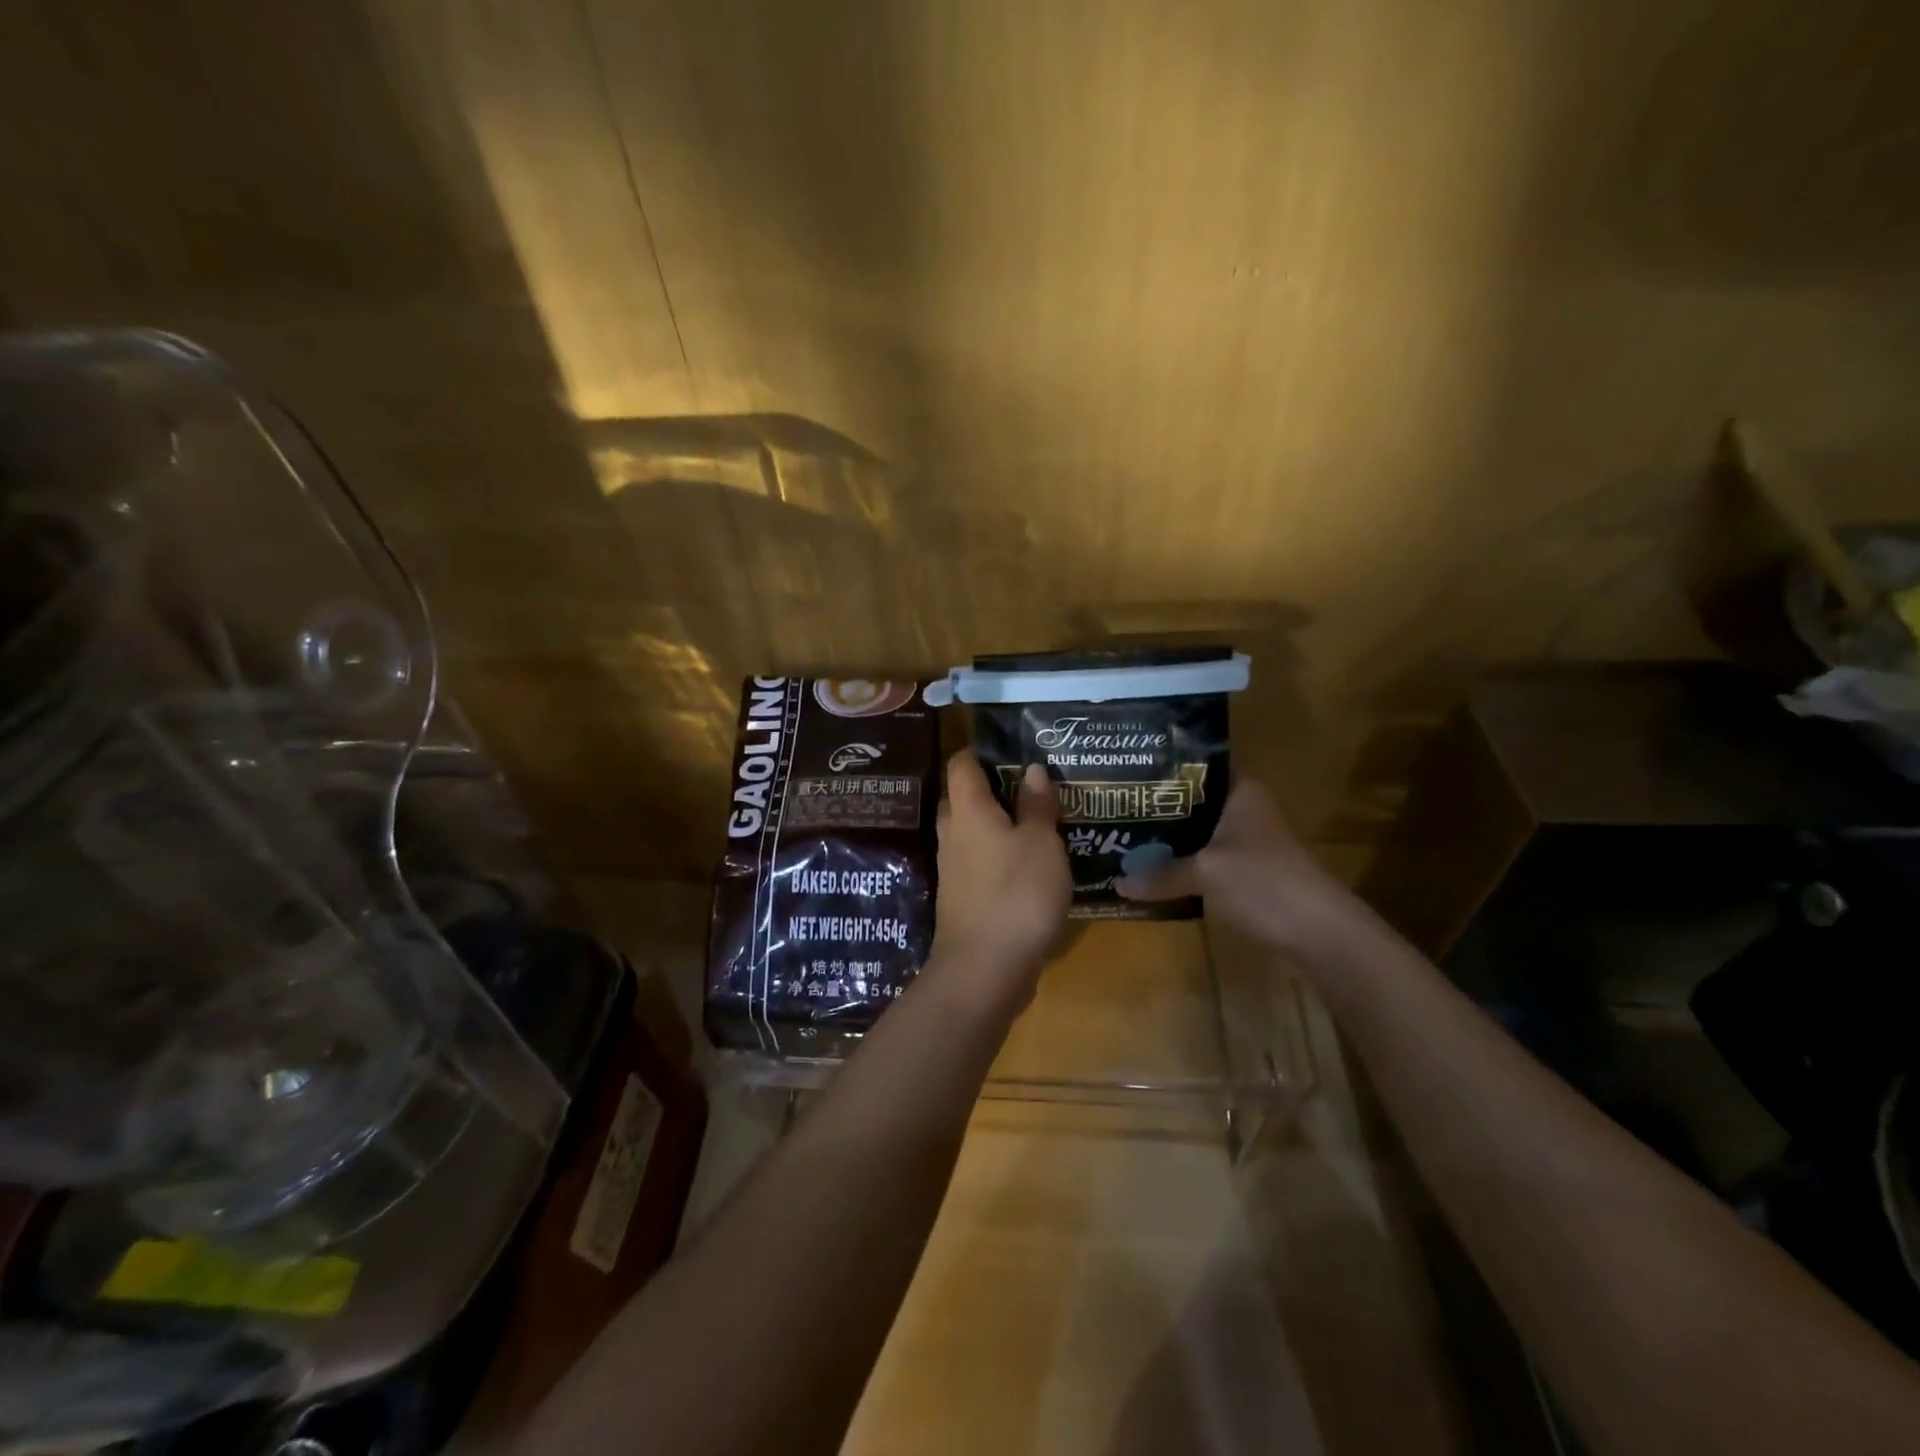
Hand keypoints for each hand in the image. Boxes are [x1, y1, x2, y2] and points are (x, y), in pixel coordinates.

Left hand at [930, 751, 1071, 1003]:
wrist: (984, 969)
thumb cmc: (1016, 894)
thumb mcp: (1040, 844)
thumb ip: (1036, 806)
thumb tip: (1031, 769)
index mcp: (968, 811)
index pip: (961, 765)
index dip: (979, 751)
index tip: (1007, 747)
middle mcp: (952, 835)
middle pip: (960, 799)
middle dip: (987, 789)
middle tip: (1026, 786)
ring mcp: (953, 870)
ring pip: (968, 834)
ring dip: (993, 826)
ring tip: (1032, 823)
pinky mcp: (961, 900)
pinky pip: (976, 864)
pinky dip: (996, 857)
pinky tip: (1025, 866)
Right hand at [1116, 779, 1363, 952]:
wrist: (1319, 932)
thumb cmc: (1263, 882)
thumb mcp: (1205, 873)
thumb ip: (1161, 874)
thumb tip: (1118, 883)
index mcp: (1241, 792)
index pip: (1196, 769)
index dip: (1162, 773)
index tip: (1126, 778)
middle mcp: (1246, 809)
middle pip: (1194, 803)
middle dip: (1158, 811)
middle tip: (1115, 811)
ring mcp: (1250, 842)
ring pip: (1199, 833)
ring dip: (1170, 841)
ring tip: (1126, 839)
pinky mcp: (1249, 871)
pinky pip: (1207, 859)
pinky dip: (1184, 864)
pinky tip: (1155, 870)